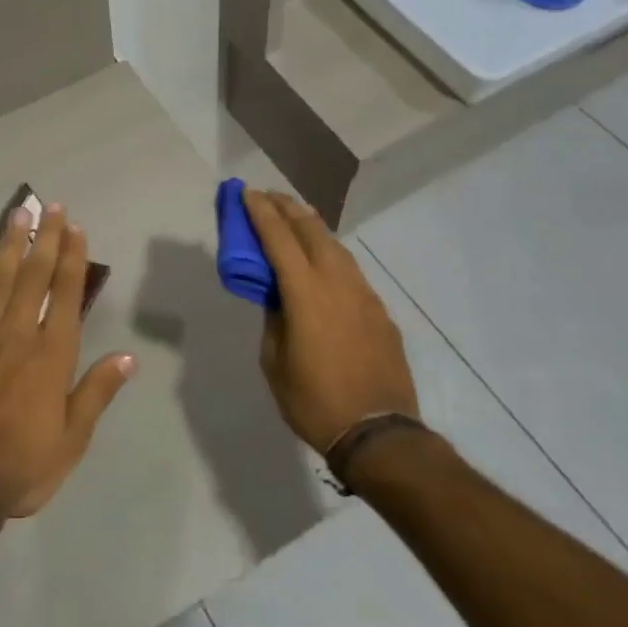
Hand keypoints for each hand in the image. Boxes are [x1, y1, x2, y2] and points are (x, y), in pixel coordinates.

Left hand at [0, 205, 136, 520]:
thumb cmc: (19, 469)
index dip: (73, 258)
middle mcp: (18, 334)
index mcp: (52, 355)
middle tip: (51, 206)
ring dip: (10, 244)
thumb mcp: (71, 441)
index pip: (67, 294)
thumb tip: (128, 356)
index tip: (76, 227)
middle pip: (35, 276)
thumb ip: (97, 393)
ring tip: (18, 213)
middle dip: (45, 238)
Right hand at [242, 190, 419, 452]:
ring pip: (336, 246)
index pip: (279, 239)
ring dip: (312, 227)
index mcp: (306, 294)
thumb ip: (274, 319)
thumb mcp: (275, 361)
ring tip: (296, 217)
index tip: (247, 193)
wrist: (379, 434)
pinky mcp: (380, 311)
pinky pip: (351, 270)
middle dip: (288, 209)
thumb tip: (277, 297)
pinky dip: (331, 254)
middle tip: (269, 196)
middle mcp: (338, 283)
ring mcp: (364, 295)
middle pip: (312, 231)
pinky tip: (324, 261)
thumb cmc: (314, 402)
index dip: (261, 213)